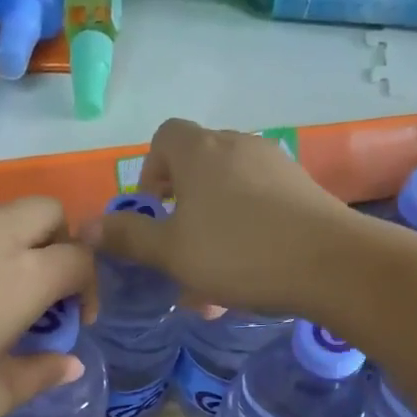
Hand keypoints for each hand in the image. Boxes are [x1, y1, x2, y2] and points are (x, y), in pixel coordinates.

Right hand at [88, 119, 353, 317]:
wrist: (332, 264)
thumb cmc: (238, 253)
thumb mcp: (172, 252)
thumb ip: (128, 237)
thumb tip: (85, 228)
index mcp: (200, 151)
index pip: (164, 138)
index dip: (150, 172)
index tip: (153, 211)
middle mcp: (237, 145)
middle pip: (197, 165)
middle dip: (181, 207)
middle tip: (179, 250)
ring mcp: (275, 164)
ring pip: (229, 191)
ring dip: (212, 227)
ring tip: (213, 278)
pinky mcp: (302, 188)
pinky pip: (259, 204)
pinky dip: (245, 231)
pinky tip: (249, 273)